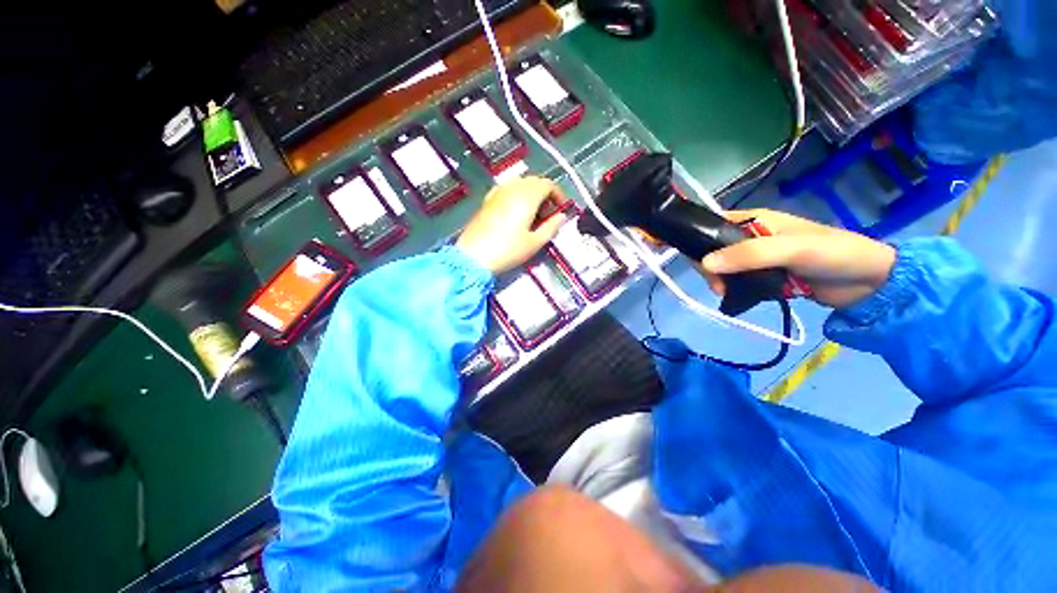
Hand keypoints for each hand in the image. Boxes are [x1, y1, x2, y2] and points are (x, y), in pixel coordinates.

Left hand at [457, 177, 568, 273]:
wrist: (474, 256)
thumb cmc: (507, 251)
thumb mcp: (534, 243)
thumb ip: (551, 227)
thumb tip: (561, 217)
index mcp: (527, 197)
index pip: (548, 184)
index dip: (558, 194)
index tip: (562, 208)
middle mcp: (513, 189)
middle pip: (534, 181)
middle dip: (546, 194)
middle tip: (549, 213)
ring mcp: (498, 192)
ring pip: (520, 183)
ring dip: (532, 194)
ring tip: (534, 214)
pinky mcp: (488, 200)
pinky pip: (507, 189)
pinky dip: (517, 195)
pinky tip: (516, 211)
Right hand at [700, 209, 896, 308]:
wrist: (868, 283)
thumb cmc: (831, 254)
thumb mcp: (789, 250)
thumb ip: (747, 255)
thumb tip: (704, 264)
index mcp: (755, 220)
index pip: (713, 224)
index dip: (698, 239)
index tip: (697, 263)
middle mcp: (751, 236)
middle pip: (714, 248)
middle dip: (710, 266)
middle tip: (718, 285)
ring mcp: (757, 257)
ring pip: (723, 266)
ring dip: (720, 280)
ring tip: (725, 293)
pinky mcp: (764, 275)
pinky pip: (738, 279)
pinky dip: (732, 288)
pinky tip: (735, 296)